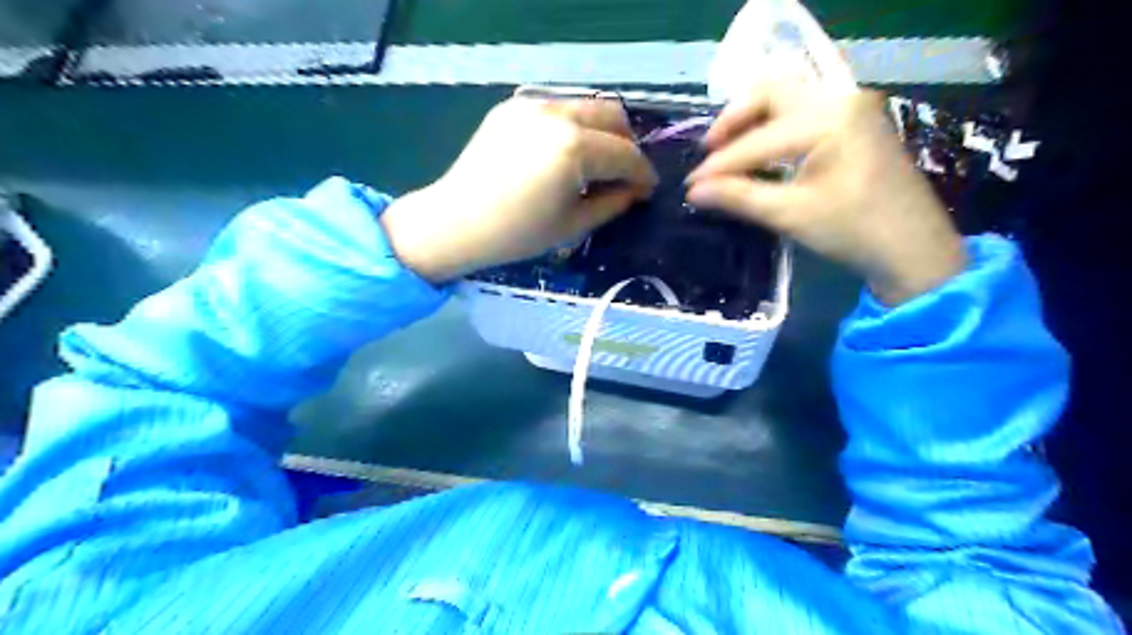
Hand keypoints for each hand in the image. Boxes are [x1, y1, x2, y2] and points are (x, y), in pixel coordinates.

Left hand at [384, 94, 659, 283]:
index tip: (648, 189)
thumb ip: (613, 203)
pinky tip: (562, 154)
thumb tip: (636, 190)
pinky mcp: (512, 107)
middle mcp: (556, 115)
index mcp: (574, 148)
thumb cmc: (517, 234)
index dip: (642, 173)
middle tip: (624, 173)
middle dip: (627, 144)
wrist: (456, 222)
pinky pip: (556, 109)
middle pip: (612, 115)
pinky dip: (571, 127)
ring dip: (601, 132)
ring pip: (585, 106)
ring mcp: (531, 105)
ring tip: (595, 163)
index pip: (626, 154)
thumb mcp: (573, 225)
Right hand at [679, 83, 963, 303]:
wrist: (913, 248)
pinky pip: (805, 109)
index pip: (757, 140)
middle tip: (709, 151)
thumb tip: (693, 191)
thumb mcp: (790, 214)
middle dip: (734, 120)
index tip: (691, 185)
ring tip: (729, 149)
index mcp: (827, 120)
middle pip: (771, 92)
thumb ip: (739, 197)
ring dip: (754, 119)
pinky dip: (776, 124)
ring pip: (788, 96)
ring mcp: (852, 106)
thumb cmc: (853, 231)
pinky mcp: (856, 121)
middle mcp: (840, 99)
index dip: (719, 164)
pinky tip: (761, 150)